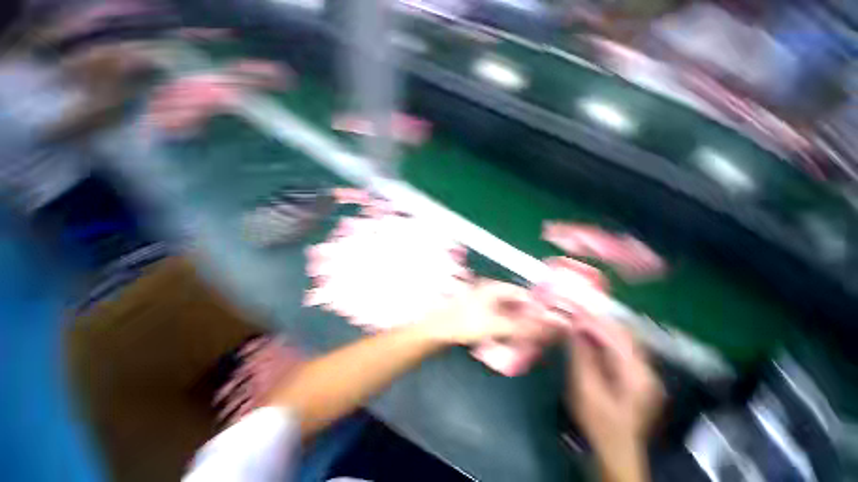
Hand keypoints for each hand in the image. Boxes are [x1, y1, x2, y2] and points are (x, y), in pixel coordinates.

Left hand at [420, 280, 553, 345]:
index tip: (548, 320)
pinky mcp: (479, 316)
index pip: (521, 293)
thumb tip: (548, 325)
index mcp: (493, 288)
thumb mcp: (495, 324)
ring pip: (508, 313)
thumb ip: (522, 326)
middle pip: (515, 304)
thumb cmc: (465, 322)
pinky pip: (499, 321)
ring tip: (529, 340)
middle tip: (540, 334)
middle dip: (528, 318)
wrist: (437, 330)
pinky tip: (512, 341)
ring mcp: (484, 304)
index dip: (536, 304)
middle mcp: (490, 293)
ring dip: (518, 325)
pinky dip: (507, 329)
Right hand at [566, 317, 662, 481]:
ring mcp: (645, 372)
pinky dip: (605, 337)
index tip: (571, 310)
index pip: (615, 336)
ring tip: (579, 316)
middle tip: (574, 309)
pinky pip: (623, 347)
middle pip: (623, 333)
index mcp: (636, 375)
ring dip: (601, 325)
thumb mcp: (585, 390)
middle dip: (597, 319)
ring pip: (624, 338)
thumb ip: (581, 356)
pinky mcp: (639, 375)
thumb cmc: (599, 422)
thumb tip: (573, 327)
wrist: (616, 450)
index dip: (591, 321)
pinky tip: (591, 334)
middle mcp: (647, 369)